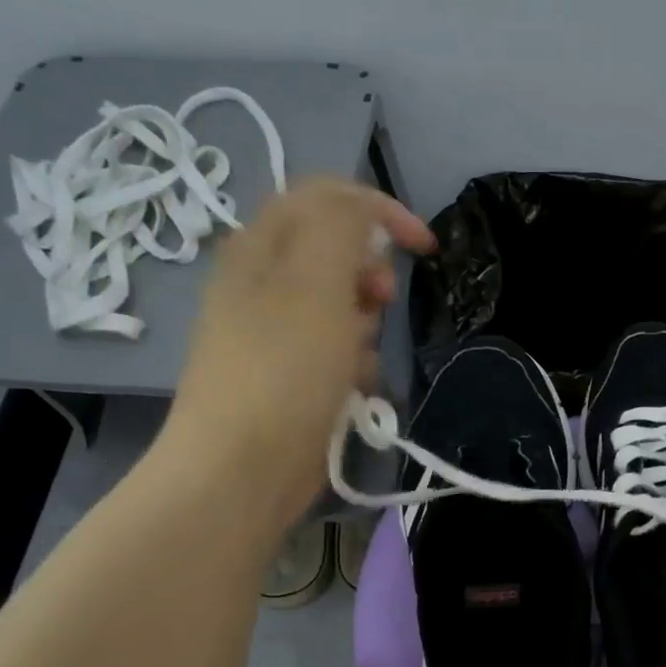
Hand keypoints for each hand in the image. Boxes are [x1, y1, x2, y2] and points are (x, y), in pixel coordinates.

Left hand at [160, 178, 433, 523]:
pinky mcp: (291, 376)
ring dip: (364, 330)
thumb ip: (341, 227)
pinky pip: (339, 353)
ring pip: (344, 309)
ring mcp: (276, 333)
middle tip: (378, 302)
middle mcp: (264, 283)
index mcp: (261, 247)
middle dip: (369, 277)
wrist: (242, 468)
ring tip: (357, 361)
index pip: (324, 198)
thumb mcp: (316, 282)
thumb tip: (362, 211)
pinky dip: (353, 366)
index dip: (378, 209)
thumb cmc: (283, 370)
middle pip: (337, 254)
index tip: (423, 246)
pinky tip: (351, 392)